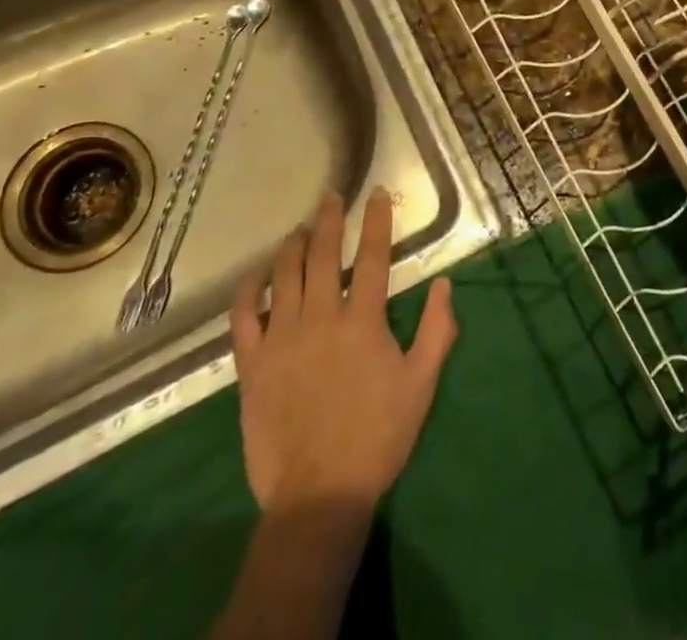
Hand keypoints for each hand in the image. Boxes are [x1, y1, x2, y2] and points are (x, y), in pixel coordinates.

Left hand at [231, 188, 455, 513]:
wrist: (319, 493)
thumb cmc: (377, 437)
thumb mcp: (421, 385)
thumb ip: (437, 330)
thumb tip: (443, 284)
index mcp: (362, 320)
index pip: (372, 255)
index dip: (376, 220)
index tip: (377, 193)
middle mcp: (321, 317)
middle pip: (322, 254)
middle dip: (327, 219)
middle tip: (329, 196)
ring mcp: (282, 338)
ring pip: (284, 275)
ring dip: (292, 245)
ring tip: (299, 229)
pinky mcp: (252, 364)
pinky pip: (244, 316)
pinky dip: (249, 290)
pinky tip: (256, 276)